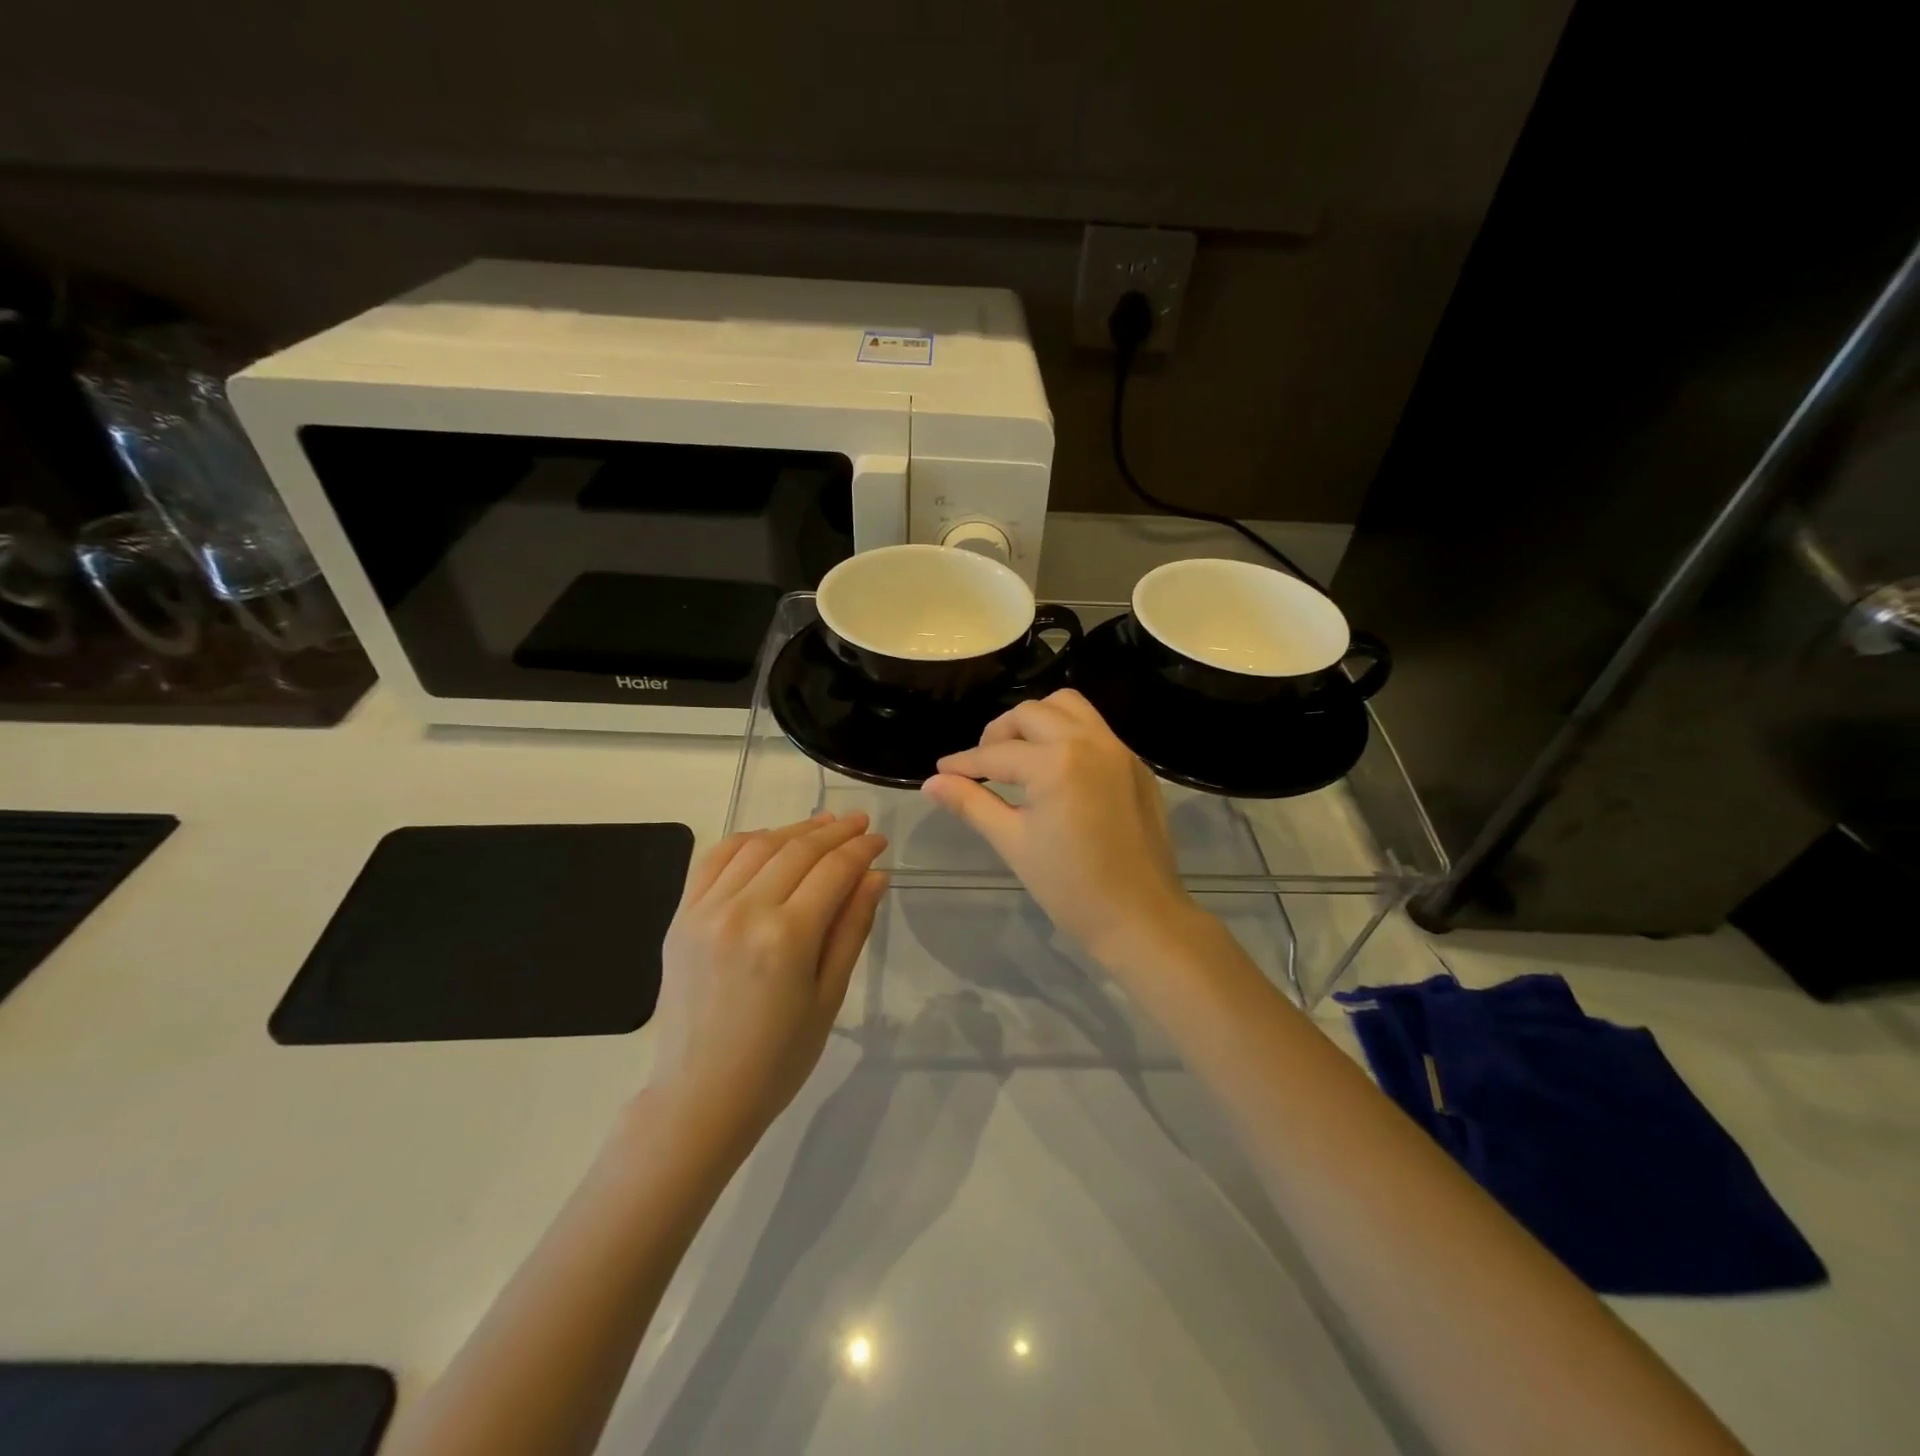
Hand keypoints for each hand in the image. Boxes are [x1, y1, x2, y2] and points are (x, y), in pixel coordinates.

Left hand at [647, 812, 887, 1154]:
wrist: (701, 1095)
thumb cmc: (778, 1058)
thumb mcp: (829, 996)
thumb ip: (852, 928)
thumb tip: (876, 875)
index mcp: (786, 938)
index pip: (833, 870)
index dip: (861, 849)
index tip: (880, 839)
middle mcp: (744, 911)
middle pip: (797, 850)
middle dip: (834, 831)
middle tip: (860, 823)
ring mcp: (706, 910)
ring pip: (757, 846)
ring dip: (794, 829)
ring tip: (821, 825)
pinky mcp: (681, 916)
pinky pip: (714, 859)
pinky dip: (745, 840)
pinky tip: (768, 839)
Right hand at [921, 689, 1199, 965]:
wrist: (1141, 917)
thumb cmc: (1070, 887)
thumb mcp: (1013, 842)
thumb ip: (971, 804)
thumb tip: (931, 783)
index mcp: (1056, 761)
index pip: (997, 754)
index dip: (964, 764)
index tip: (942, 772)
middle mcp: (1089, 741)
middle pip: (1031, 713)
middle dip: (999, 733)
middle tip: (982, 765)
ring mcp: (1119, 750)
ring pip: (1069, 707)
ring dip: (1037, 721)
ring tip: (1020, 756)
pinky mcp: (1136, 765)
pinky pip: (1096, 729)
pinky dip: (1068, 735)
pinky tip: (1057, 771)